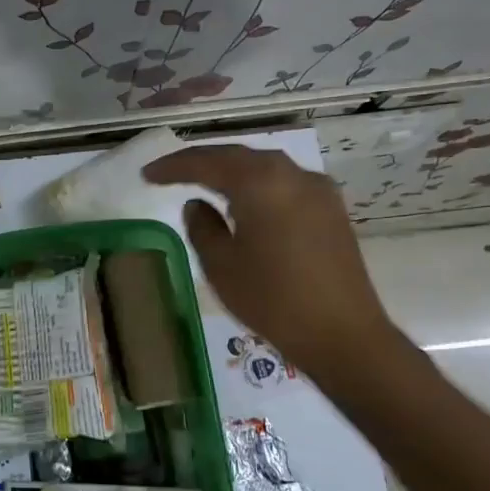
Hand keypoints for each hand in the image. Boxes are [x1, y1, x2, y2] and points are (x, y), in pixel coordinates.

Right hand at [142, 145, 402, 392]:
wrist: (342, 333)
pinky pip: (284, 183)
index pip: (207, 163)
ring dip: (231, 170)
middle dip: (202, 162)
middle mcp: (291, 174)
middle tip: (169, 172)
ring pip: (264, 166)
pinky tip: (245, 200)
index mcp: (260, 182)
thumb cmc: (272, 300)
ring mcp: (317, 189)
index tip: (147, 174)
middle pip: (238, 156)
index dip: (173, 167)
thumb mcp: (221, 266)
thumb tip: (197, 204)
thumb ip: (202, 227)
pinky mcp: (331, 209)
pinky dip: (257, 184)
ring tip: (203, 181)